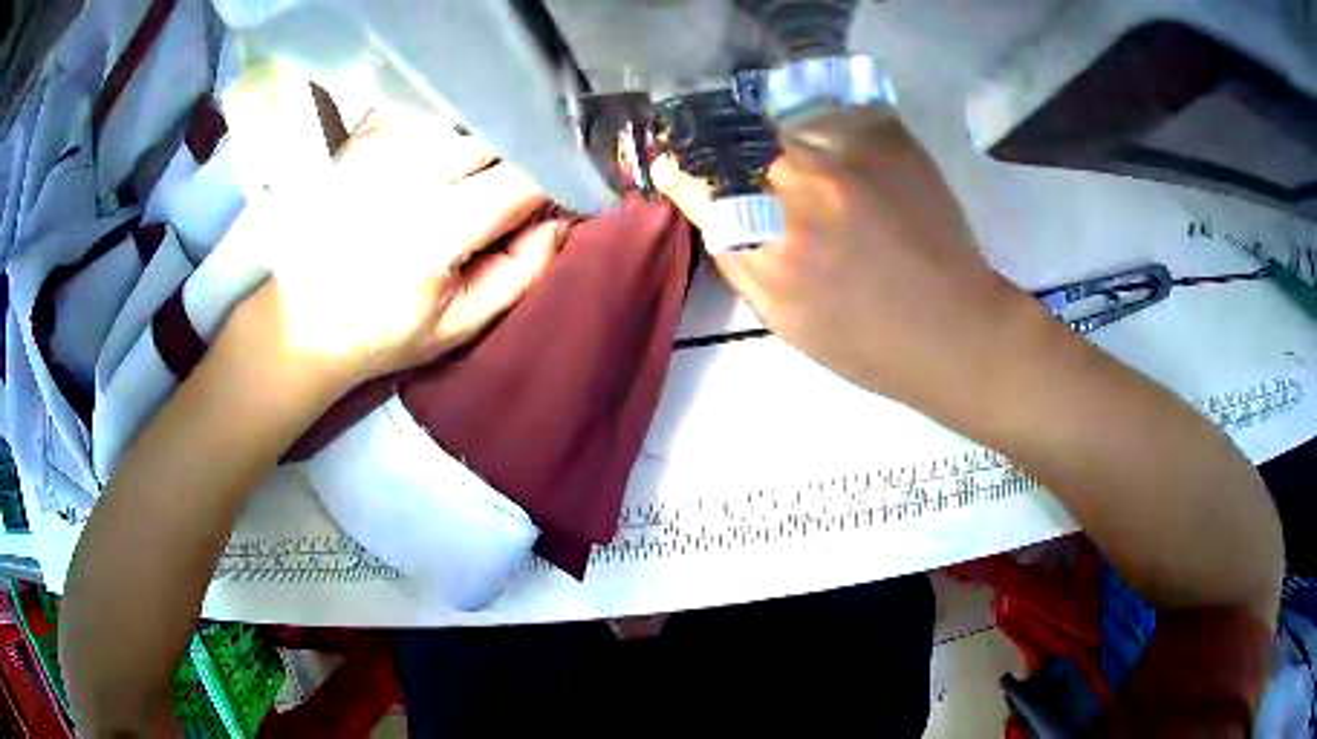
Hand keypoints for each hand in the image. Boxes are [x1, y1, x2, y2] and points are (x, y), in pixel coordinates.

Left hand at [259, 110, 565, 388]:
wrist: (303, 317)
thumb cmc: (384, 330)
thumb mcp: (462, 324)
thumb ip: (521, 271)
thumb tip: (563, 217)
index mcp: (431, 232)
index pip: (520, 179)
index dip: (556, 178)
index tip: (568, 189)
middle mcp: (403, 176)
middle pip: (494, 134)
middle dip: (524, 152)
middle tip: (526, 179)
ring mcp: (378, 148)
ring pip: (465, 113)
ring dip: (488, 134)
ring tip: (483, 167)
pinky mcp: (363, 136)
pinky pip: (427, 107)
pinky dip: (450, 121)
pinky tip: (444, 150)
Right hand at [653, 113, 1036, 412]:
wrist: (955, 331)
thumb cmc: (868, 345)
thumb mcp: (785, 320)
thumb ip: (741, 263)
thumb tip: (718, 216)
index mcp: (770, 250)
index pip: (703, 189)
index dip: (682, 172)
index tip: (673, 164)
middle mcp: (802, 192)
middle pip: (738, 146)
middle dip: (727, 150)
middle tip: (732, 157)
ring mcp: (848, 160)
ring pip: (783, 127)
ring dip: (772, 139)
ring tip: (782, 153)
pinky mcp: (888, 142)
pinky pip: (832, 118)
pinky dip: (818, 130)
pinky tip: (829, 151)